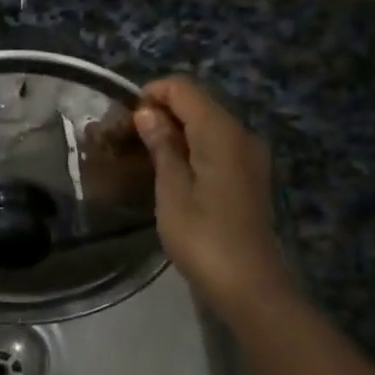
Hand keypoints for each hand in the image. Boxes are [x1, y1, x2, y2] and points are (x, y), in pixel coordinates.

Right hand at [132, 77, 290, 317]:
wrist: (248, 284)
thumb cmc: (203, 237)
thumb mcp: (172, 191)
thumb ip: (162, 146)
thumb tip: (148, 113)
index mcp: (221, 132)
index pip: (183, 89)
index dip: (152, 94)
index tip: (125, 120)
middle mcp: (241, 134)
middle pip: (198, 103)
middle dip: (162, 111)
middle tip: (129, 137)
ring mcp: (250, 155)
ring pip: (208, 124)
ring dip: (176, 130)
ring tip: (145, 153)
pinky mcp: (250, 175)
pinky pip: (218, 145)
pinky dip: (193, 146)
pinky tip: (173, 170)